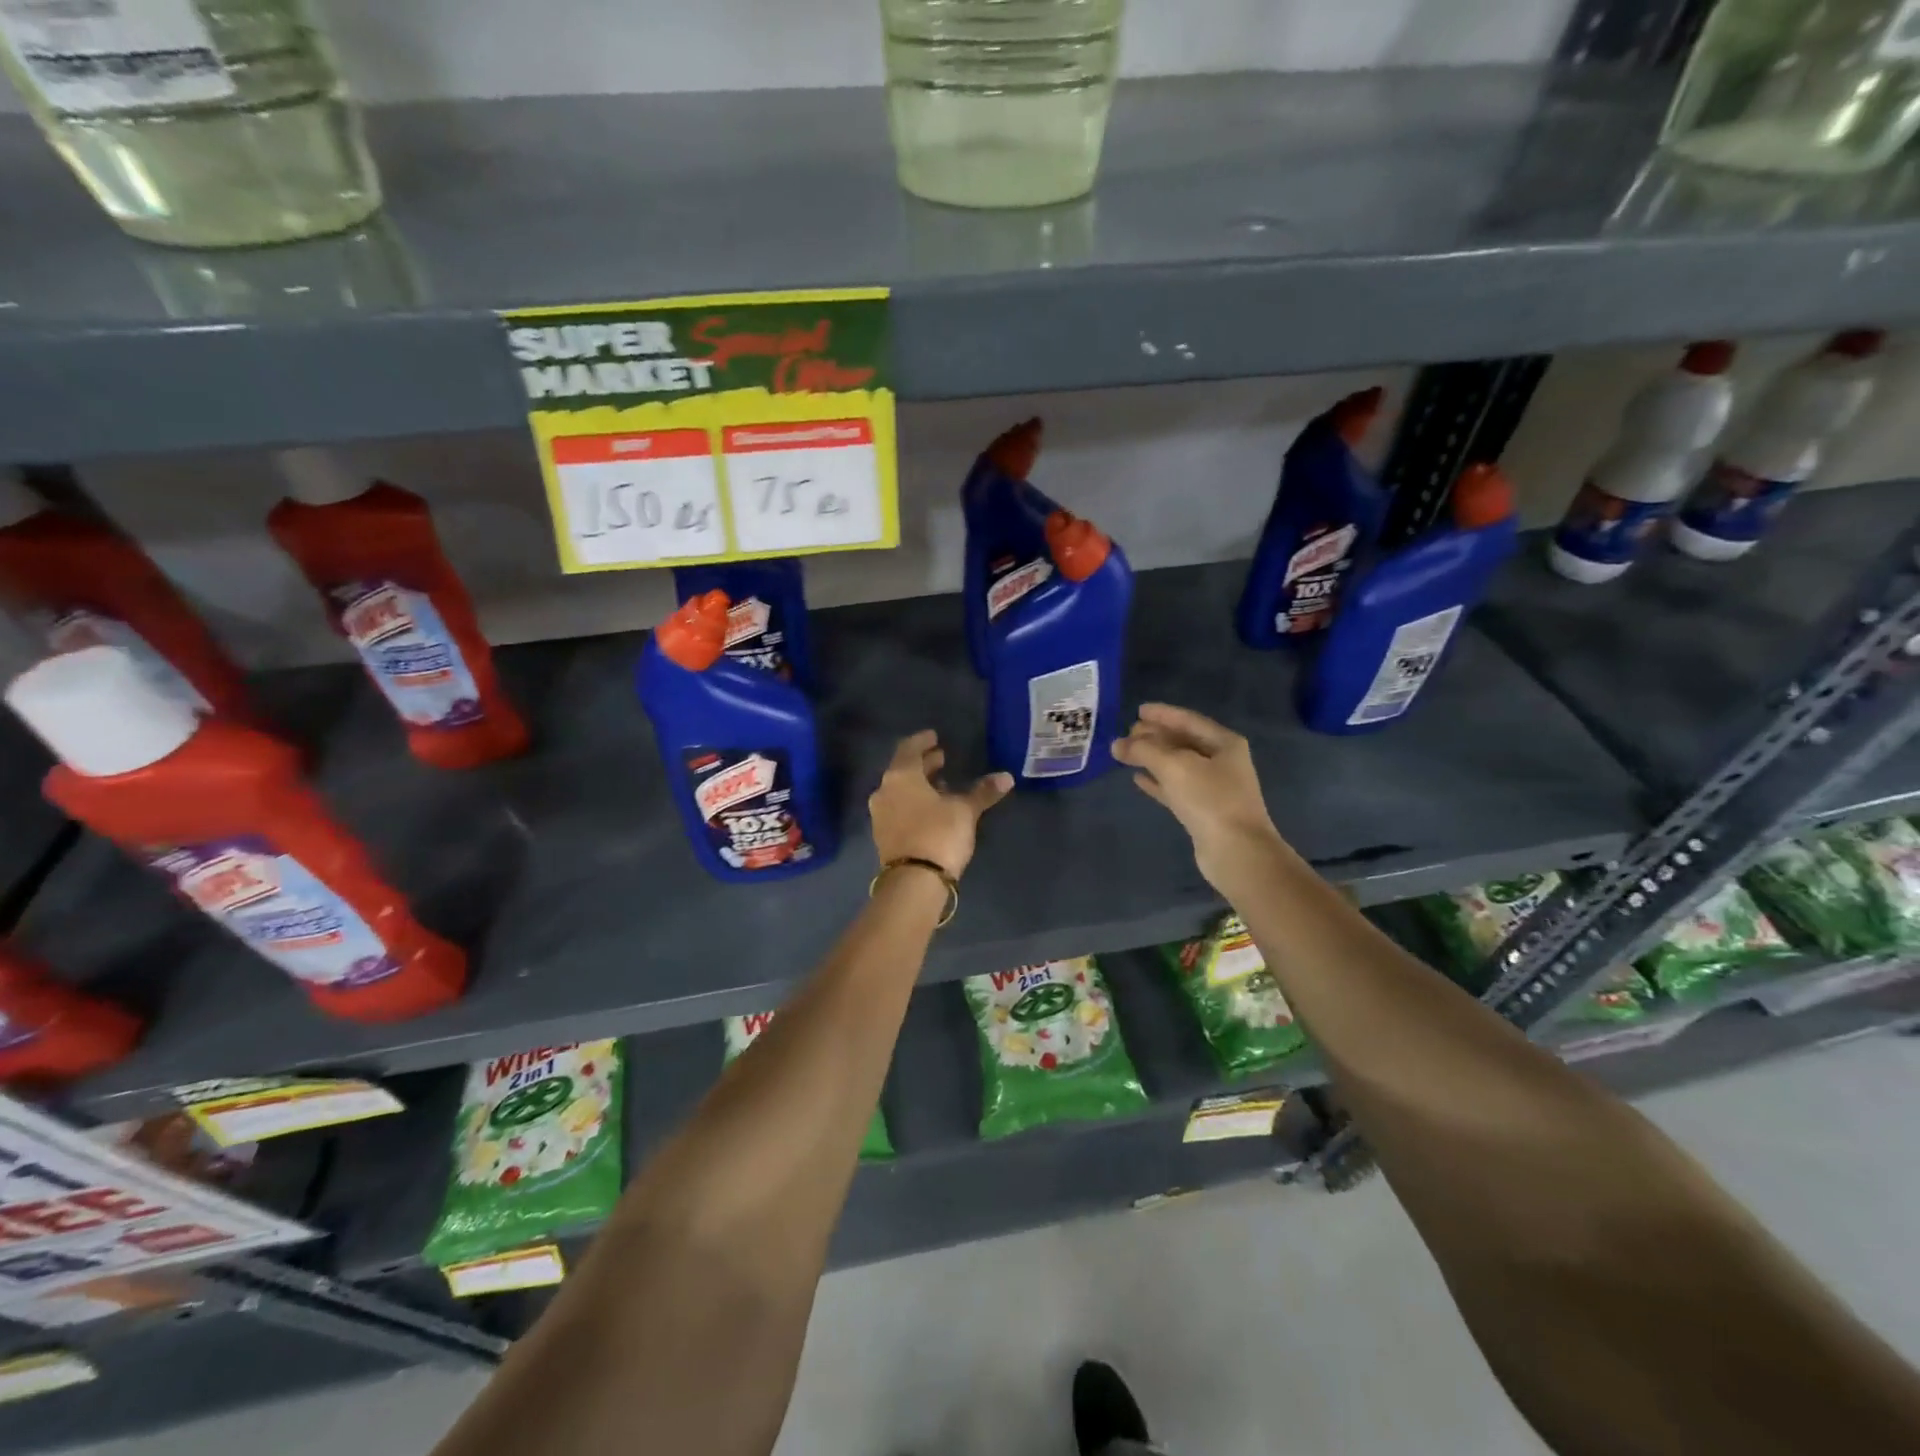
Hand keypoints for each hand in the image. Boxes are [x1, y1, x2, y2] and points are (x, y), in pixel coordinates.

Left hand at [869, 730, 1012, 879]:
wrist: (914, 881)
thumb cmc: (939, 834)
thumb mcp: (965, 810)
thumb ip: (982, 792)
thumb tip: (1006, 777)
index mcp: (901, 776)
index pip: (909, 748)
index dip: (923, 741)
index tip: (935, 737)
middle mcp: (885, 790)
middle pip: (904, 769)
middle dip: (924, 764)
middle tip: (942, 758)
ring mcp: (880, 814)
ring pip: (900, 790)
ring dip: (919, 785)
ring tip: (942, 785)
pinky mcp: (883, 835)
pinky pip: (898, 809)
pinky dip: (913, 802)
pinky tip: (932, 809)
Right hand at [1112, 703, 1288, 892]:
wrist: (1236, 851)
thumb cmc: (1209, 799)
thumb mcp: (1174, 766)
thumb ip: (1143, 750)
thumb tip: (1117, 744)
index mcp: (1224, 743)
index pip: (1188, 720)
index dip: (1162, 714)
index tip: (1138, 710)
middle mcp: (1222, 761)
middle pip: (1183, 741)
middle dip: (1155, 736)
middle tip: (1128, 733)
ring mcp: (1214, 788)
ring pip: (1178, 765)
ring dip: (1153, 758)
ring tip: (1126, 753)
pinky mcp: (1204, 811)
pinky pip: (1176, 788)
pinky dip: (1158, 782)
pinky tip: (1138, 779)